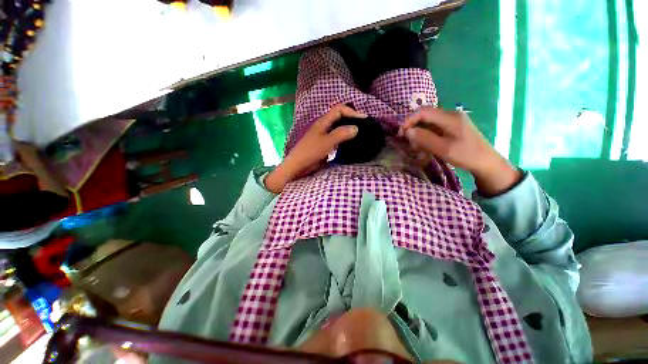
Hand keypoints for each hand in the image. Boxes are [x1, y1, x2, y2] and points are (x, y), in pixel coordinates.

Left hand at [265, 104, 364, 192]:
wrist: (298, 166)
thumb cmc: (310, 152)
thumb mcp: (327, 142)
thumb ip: (341, 134)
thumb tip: (356, 128)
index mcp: (323, 122)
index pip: (339, 110)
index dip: (352, 112)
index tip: (364, 119)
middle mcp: (324, 126)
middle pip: (339, 117)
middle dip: (352, 119)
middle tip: (364, 126)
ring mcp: (324, 136)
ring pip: (338, 127)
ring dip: (349, 128)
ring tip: (360, 134)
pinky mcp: (324, 145)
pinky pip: (337, 137)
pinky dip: (345, 138)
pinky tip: (350, 143)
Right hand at [399, 107, 520, 195]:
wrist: (485, 161)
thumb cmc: (466, 155)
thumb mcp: (443, 148)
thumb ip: (424, 138)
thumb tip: (408, 131)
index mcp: (450, 117)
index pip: (423, 111)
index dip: (409, 120)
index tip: (401, 134)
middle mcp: (450, 114)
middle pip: (425, 116)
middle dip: (413, 128)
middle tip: (409, 142)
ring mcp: (452, 120)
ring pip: (428, 122)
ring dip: (419, 134)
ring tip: (417, 147)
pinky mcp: (452, 127)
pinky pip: (434, 128)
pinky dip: (426, 136)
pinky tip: (425, 147)